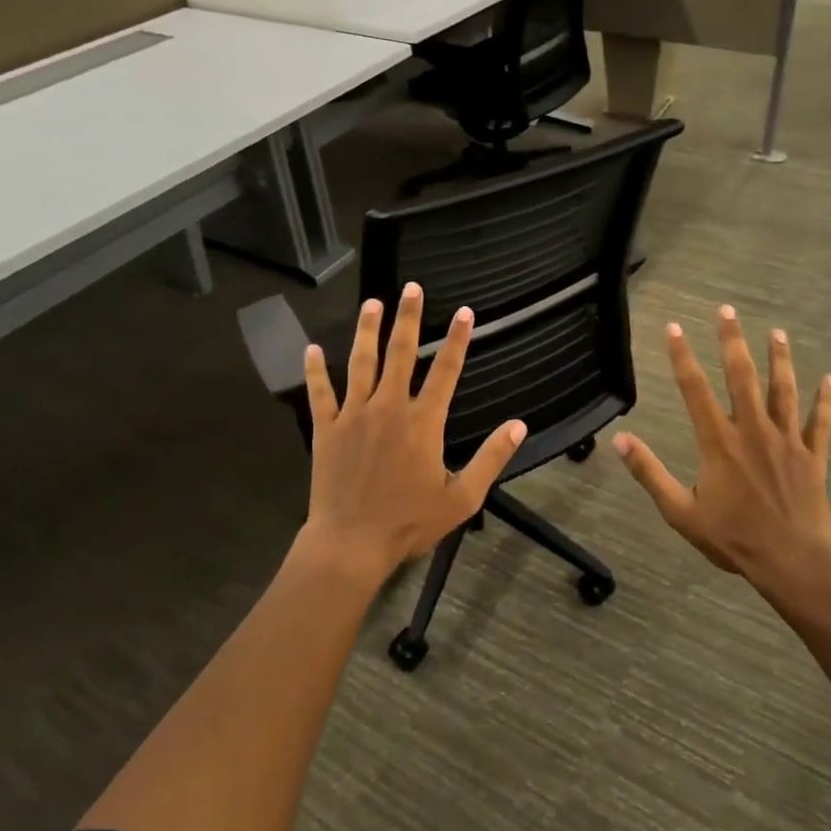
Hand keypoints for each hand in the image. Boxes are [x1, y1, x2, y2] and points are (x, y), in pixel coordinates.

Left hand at [300, 283, 525, 580]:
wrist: (351, 542)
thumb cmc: (409, 522)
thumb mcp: (462, 498)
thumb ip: (491, 458)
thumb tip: (519, 426)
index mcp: (423, 422)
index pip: (446, 371)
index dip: (457, 340)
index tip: (465, 312)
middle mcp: (389, 408)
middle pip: (401, 354)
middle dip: (408, 318)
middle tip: (411, 288)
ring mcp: (354, 415)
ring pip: (361, 363)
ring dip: (367, 331)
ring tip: (371, 303)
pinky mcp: (326, 429)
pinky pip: (320, 393)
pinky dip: (314, 370)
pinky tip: (311, 348)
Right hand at [613, 307, 830, 612]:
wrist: (790, 561)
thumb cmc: (731, 538)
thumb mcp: (679, 511)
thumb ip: (649, 473)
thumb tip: (620, 440)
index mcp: (717, 442)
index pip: (694, 388)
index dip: (681, 355)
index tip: (673, 327)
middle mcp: (752, 430)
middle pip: (741, 376)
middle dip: (732, 341)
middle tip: (728, 311)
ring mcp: (786, 441)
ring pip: (783, 390)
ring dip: (780, 359)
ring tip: (777, 332)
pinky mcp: (812, 456)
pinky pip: (821, 422)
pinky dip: (826, 400)